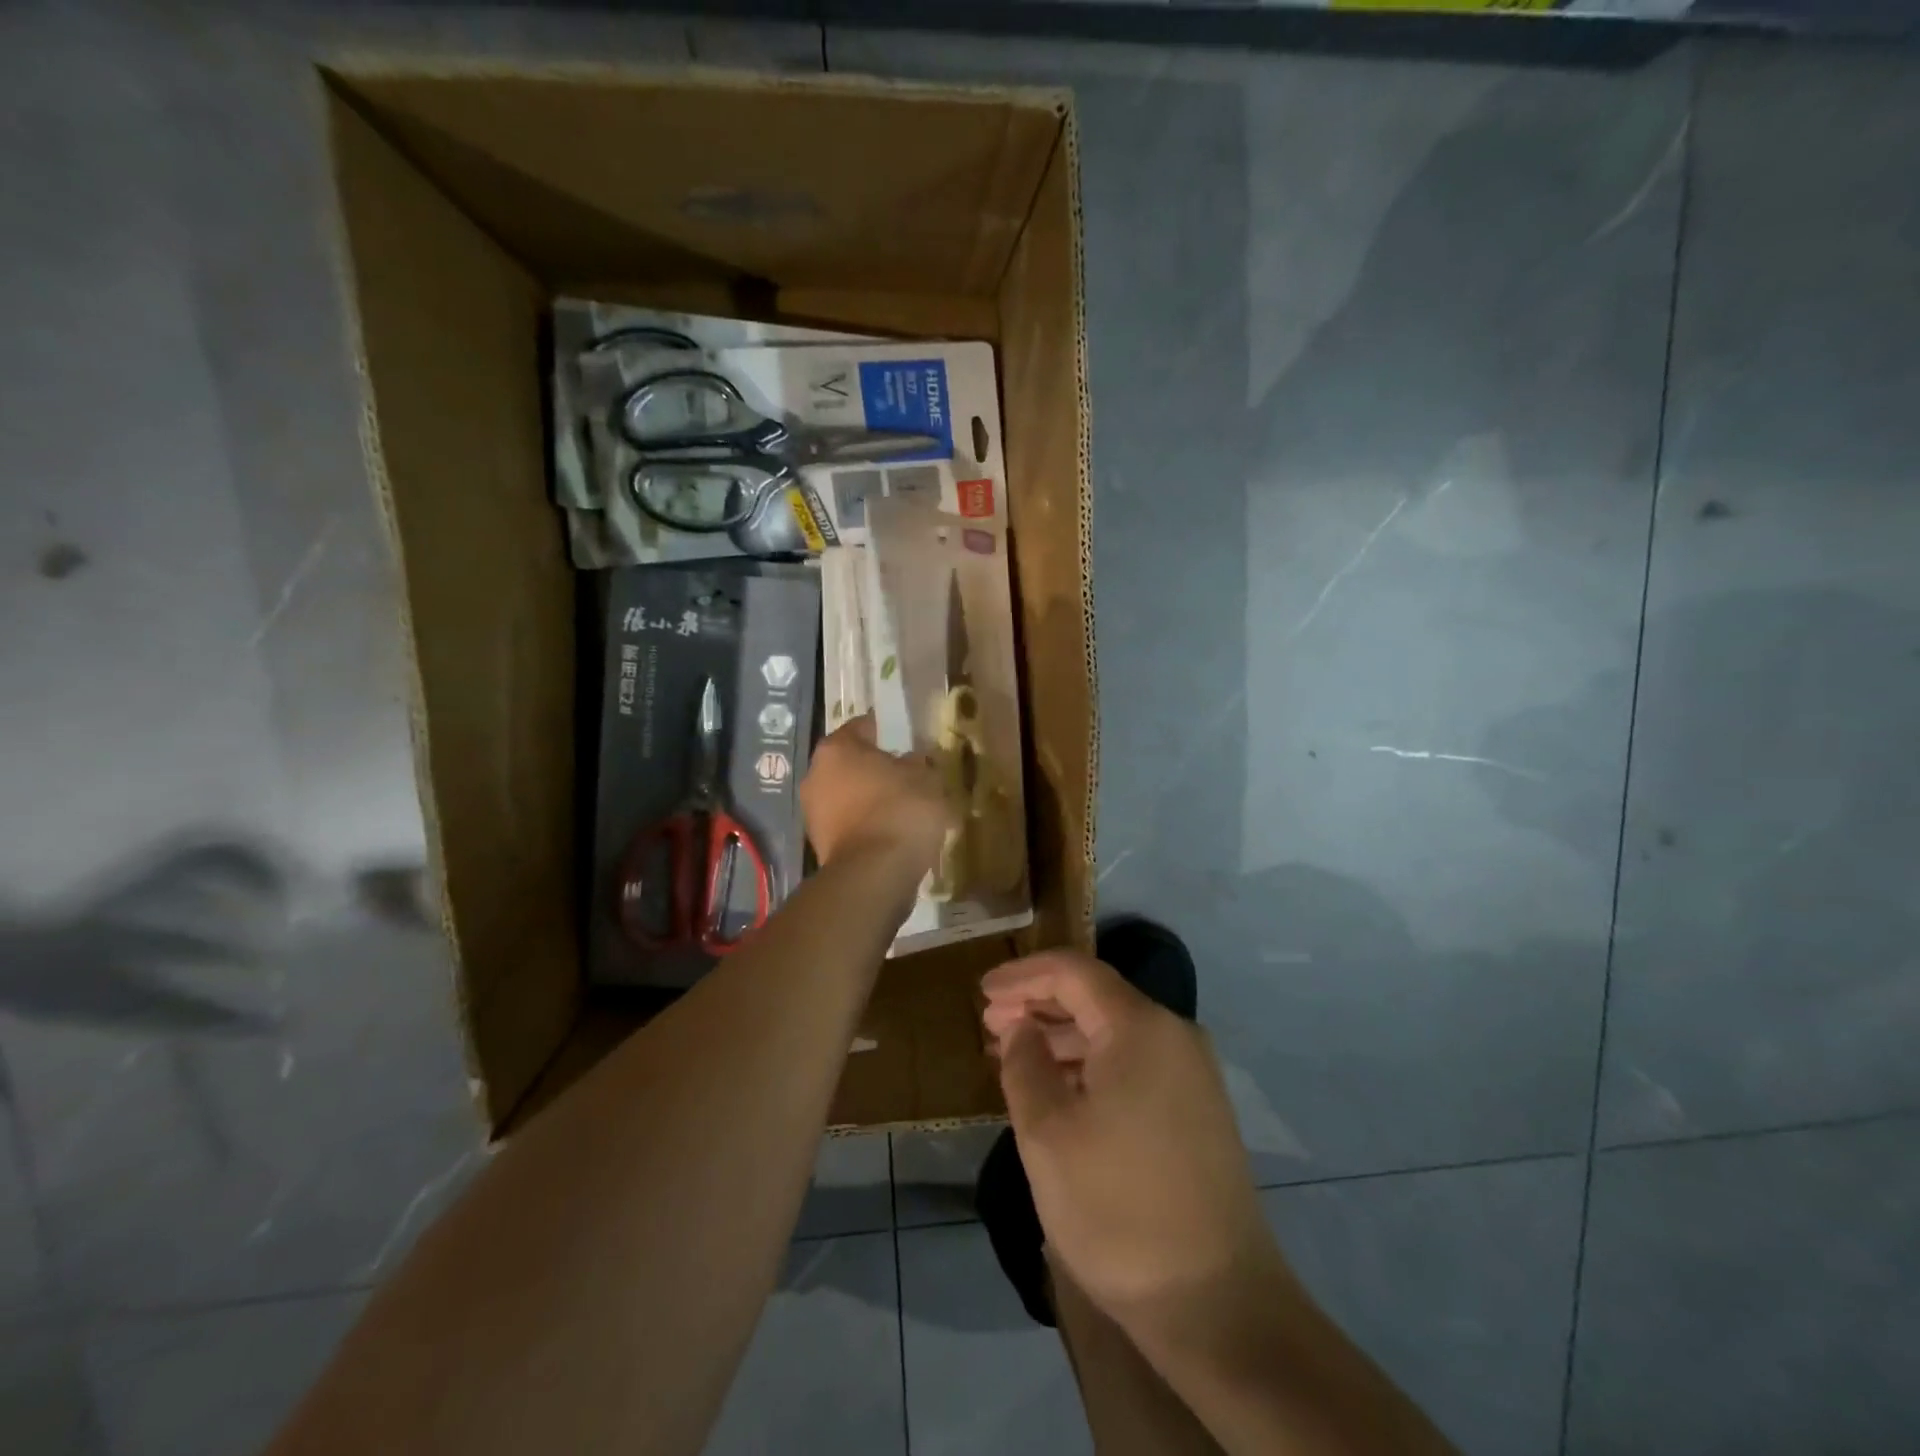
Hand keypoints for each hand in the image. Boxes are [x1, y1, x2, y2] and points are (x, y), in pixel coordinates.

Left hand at [800, 715, 950, 871]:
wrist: (874, 874)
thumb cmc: (900, 811)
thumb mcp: (926, 778)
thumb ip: (919, 764)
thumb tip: (913, 762)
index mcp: (837, 748)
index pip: (863, 727)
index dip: (887, 731)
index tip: (908, 741)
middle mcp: (815, 774)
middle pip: (851, 763)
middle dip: (877, 769)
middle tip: (909, 777)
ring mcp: (813, 812)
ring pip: (849, 795)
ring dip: (871, 799)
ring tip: (904, 810)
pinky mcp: (819, 844)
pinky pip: (849, 824)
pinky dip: (867, 826)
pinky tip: (892, 834)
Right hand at [982, 951, 1283, 1336]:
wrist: (1218, 1304)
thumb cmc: (1118, 1209)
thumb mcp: (1047, 1134)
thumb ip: (1025, 1064)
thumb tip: (1021, 1027)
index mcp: (1140, 1026)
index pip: (1073, 972)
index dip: (1023, 975)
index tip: (982, 992)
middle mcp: (1173, 1035)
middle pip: (1096, 997)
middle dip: (1039, 1004)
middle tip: (990, 1023)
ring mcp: (1191, 1073)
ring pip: (1114, 1032)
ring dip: (1061, 1037)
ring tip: (1013, 1053)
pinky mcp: (1196, 1109)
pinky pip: (1132, 1063)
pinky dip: (1089, 1065)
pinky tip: (1058, 1088)